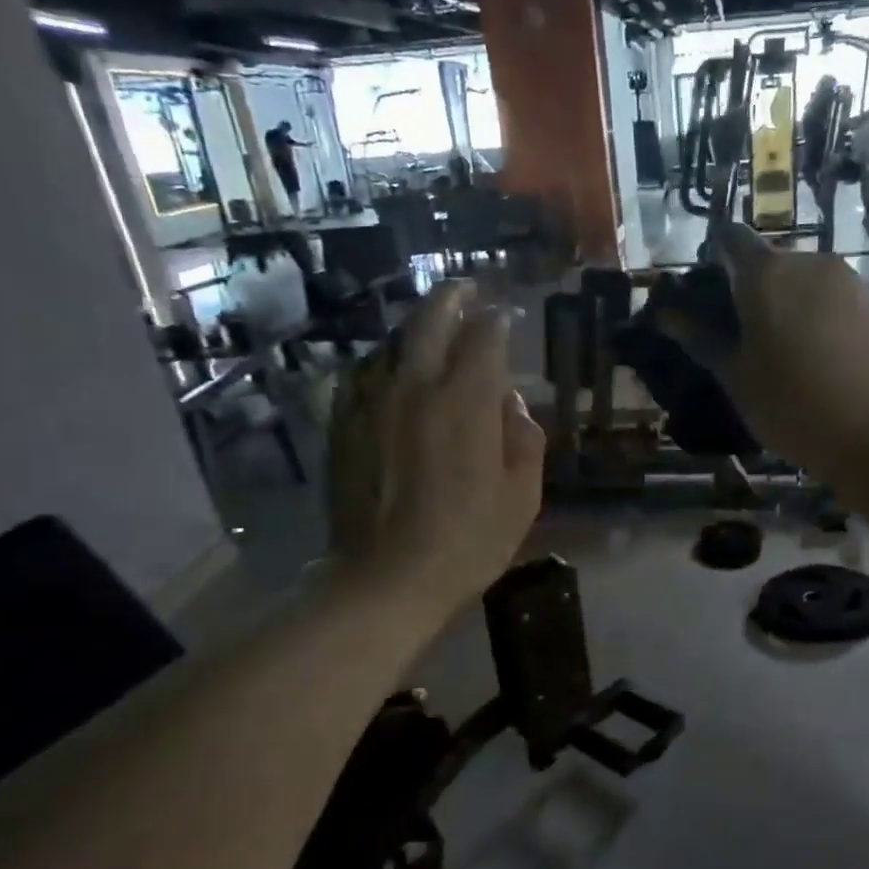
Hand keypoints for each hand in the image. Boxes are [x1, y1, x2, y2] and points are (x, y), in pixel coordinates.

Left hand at [327, 281, 544, 614]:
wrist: (386, 578)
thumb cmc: (468, 541)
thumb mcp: (522, 496)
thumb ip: (524, 438)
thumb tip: (510, 402)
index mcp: (465, 402)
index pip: (484, 337)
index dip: (498, 321)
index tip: (507, 316)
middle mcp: (415, 386)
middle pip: (431, 320)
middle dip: (453, 299)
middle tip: (467, 290)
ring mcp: (372, 402)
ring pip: (393, 341)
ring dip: (417, 325)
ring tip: (433, 323)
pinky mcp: (344, 424)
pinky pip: (364, 373)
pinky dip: (385, 359)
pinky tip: (392, 367)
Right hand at [661, 223, 868, 478]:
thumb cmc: (792, 406)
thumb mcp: (736, 377)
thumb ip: (700, 337)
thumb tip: (666, 311)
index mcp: (767, 274)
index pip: (730, 238)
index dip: (715, 257)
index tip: (710, 292)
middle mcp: (813, 262)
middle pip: (773, 263)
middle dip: (756, 291)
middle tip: (749, 339)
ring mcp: (855, 282)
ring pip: (811, 284)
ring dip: (795, 306)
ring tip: (793, 356)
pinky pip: (843, 304)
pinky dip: (828, 322)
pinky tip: (831, 364)